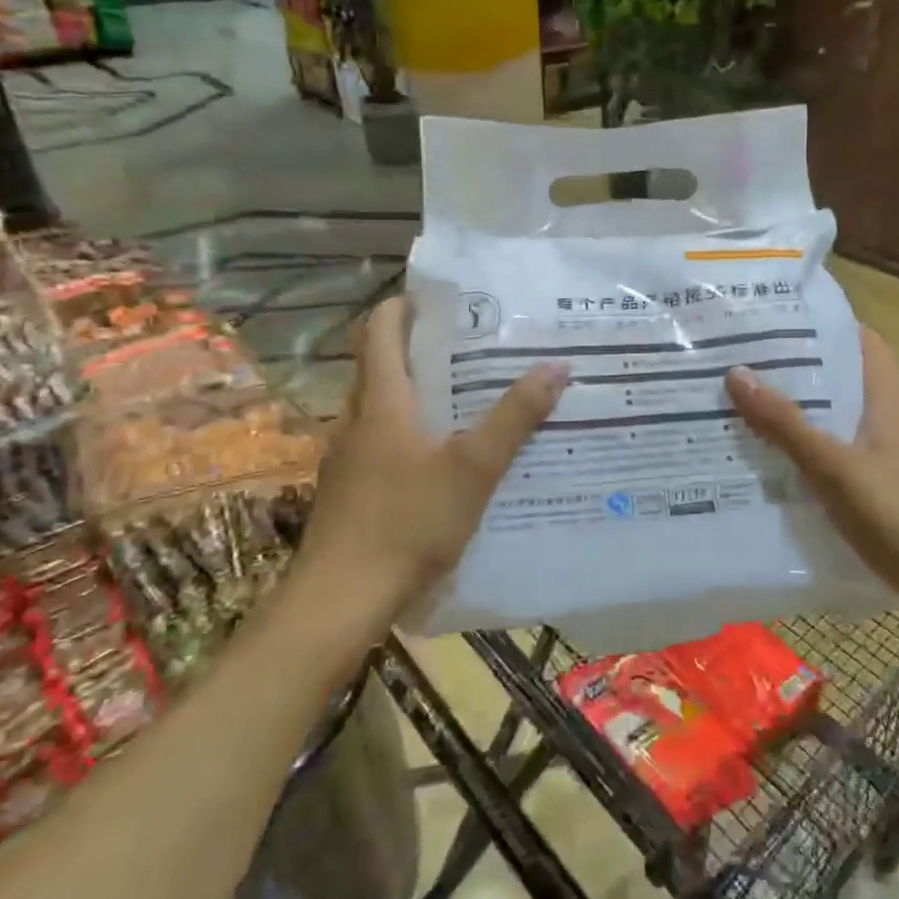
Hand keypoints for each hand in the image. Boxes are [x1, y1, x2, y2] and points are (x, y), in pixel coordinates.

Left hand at [301, 296, 568, 610]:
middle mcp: (357, 420)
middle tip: (469, 346)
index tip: (442, 300)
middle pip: (379, 365)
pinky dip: (405, 431)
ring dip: (412, 392)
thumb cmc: (408, 522)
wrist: (341, 598)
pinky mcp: (347, 489)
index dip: (404, 306)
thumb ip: (515, 417)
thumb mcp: (474, 468)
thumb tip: (557, 366)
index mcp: (382, 402)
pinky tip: (437, 458)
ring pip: (378, 406)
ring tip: (462, 396)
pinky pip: (377, 441)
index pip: (380, 331)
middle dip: (417, 348)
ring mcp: (347, 457)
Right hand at [725, 327, 898, 604]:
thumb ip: (786, 424)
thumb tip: (736, 373)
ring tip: (748, 403)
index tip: (772, 323)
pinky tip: (777, 458)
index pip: (858, 339)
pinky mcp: (886, 481)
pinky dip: (811, 444)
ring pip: (838, 414)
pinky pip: (841, 448)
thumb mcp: (835, 468)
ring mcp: (891, 449)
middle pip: (842, 376)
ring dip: (800, 409)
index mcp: (887, 396)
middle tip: (743, 363)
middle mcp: (891, 414)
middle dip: (797, 369)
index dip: (820, 326)